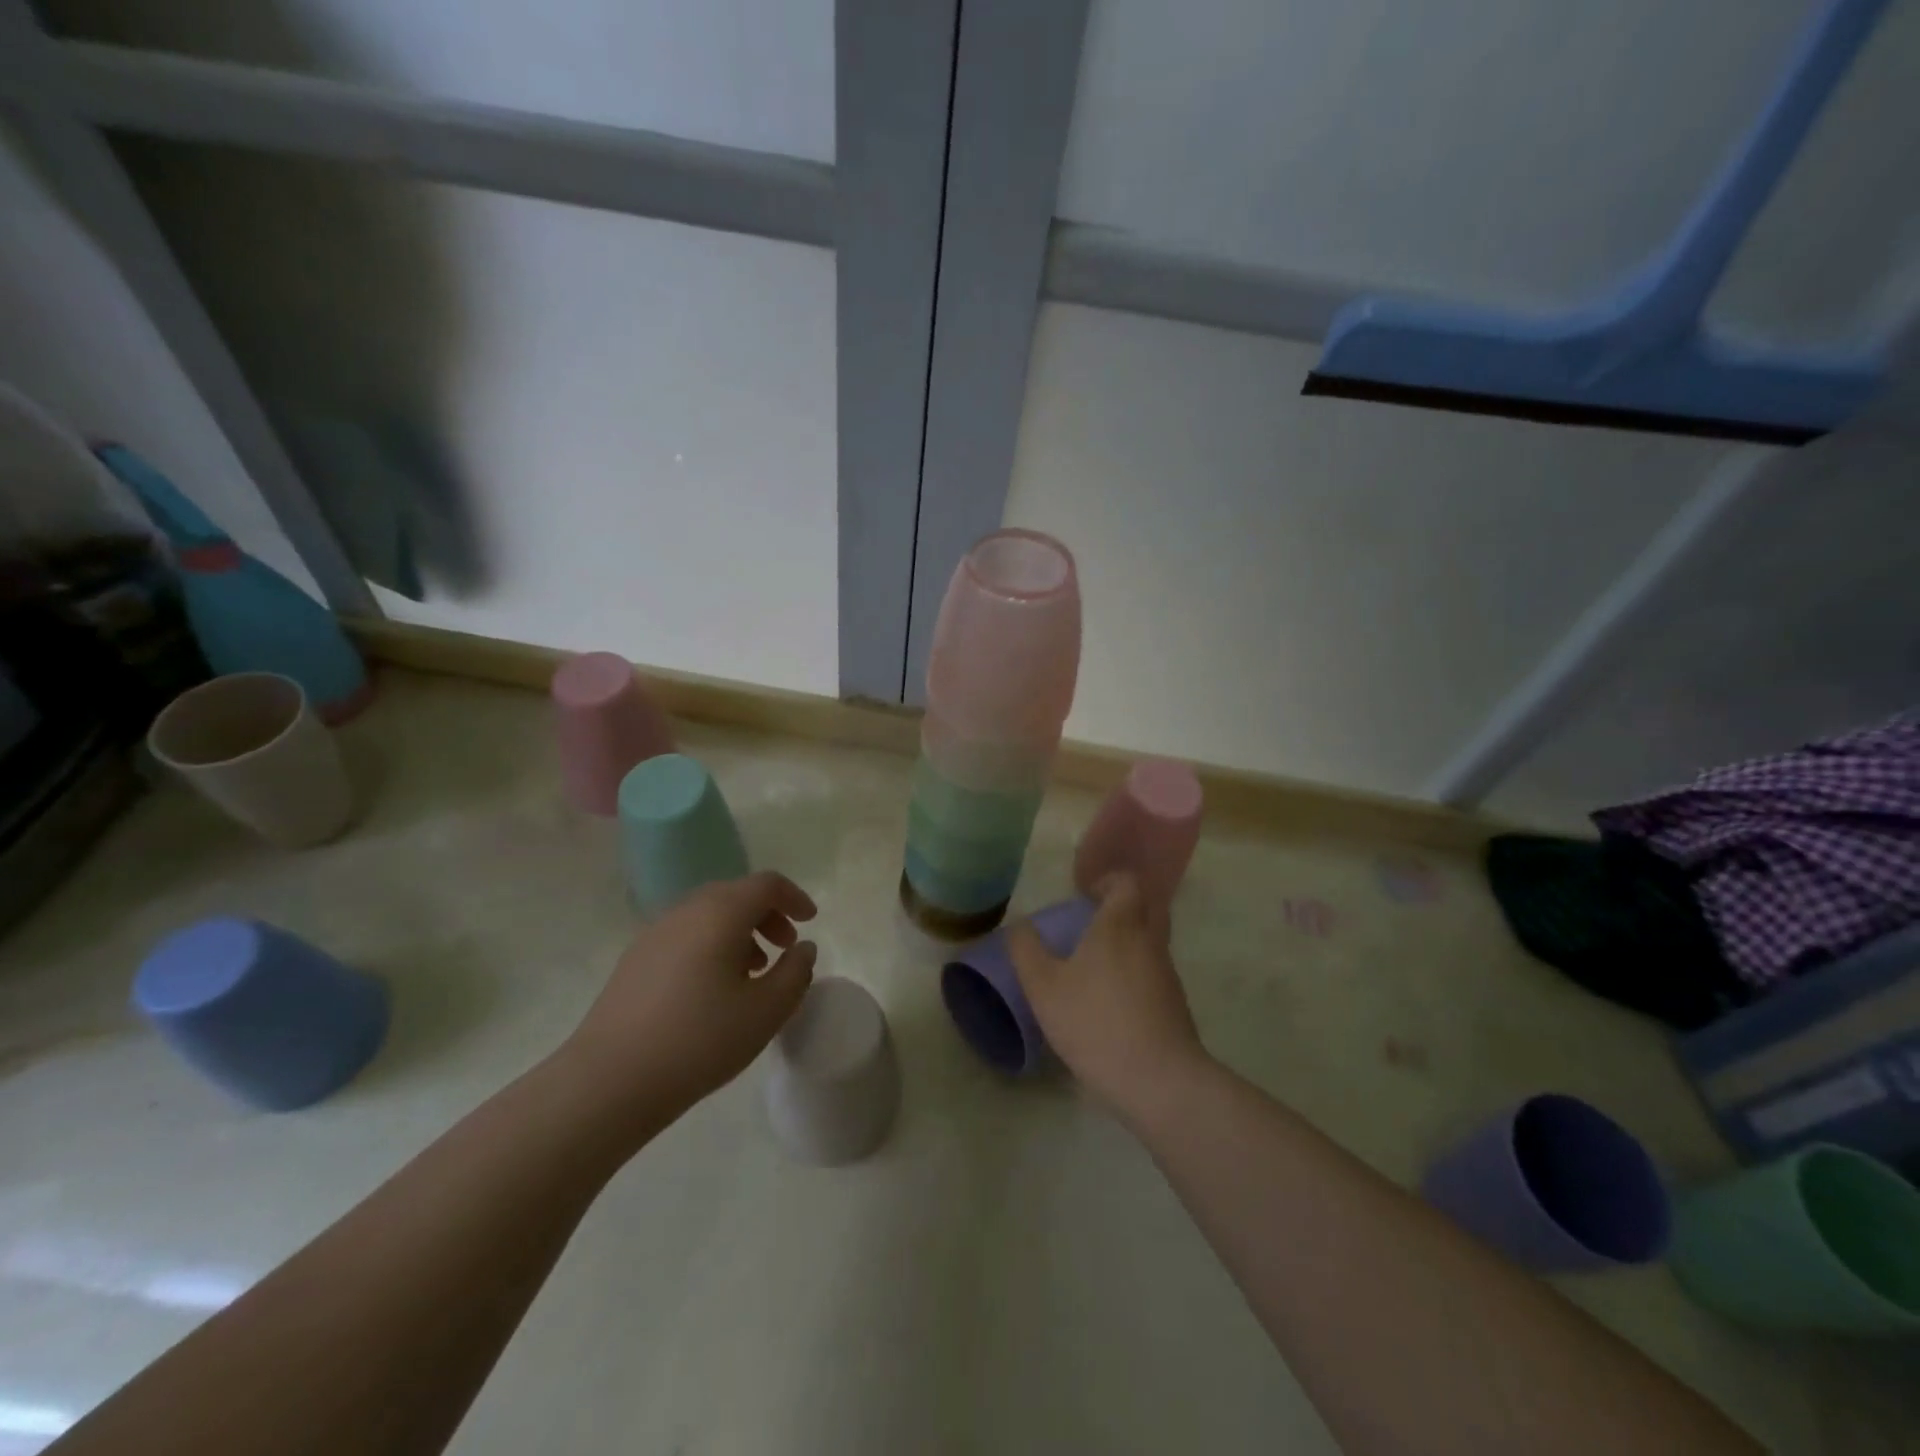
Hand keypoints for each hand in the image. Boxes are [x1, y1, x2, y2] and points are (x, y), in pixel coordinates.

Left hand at [561, 871, 817, 1134]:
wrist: (609, 1081)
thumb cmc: (700, 1039)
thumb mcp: (766, 1010)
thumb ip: (795, 973)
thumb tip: (802, 948)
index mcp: (721, 912)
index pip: (766, 884)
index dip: (794, 897)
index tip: (811, 922)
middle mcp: (686, 911)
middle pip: (736, 895)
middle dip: (767, 915)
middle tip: (785, 948)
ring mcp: (655, 933)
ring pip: (708, 915)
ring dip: (739, 932)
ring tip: (753, 972)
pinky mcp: (635, 960)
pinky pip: (685, 935)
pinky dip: (711, 945)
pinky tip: (713, 989)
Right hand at [1006, 874, 1207, 1118]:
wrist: (1158, 1079)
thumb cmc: (1095, 1022)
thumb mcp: (1043, 987)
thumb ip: (1026, 950)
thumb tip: (1019, 924)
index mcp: (1120, 924)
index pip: (1127, 882)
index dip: (1108, 882)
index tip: (1084, 898)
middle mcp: (1149, 940)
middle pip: (1145, 907)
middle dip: (1120, 909)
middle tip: (1090, 926)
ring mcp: (1167, 973)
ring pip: (1150, 941)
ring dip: (1127, 943)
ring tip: (1094, 966)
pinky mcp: (1175, 1004)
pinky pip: (1154, 972)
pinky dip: (1135, 974)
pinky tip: (1110, 1001)